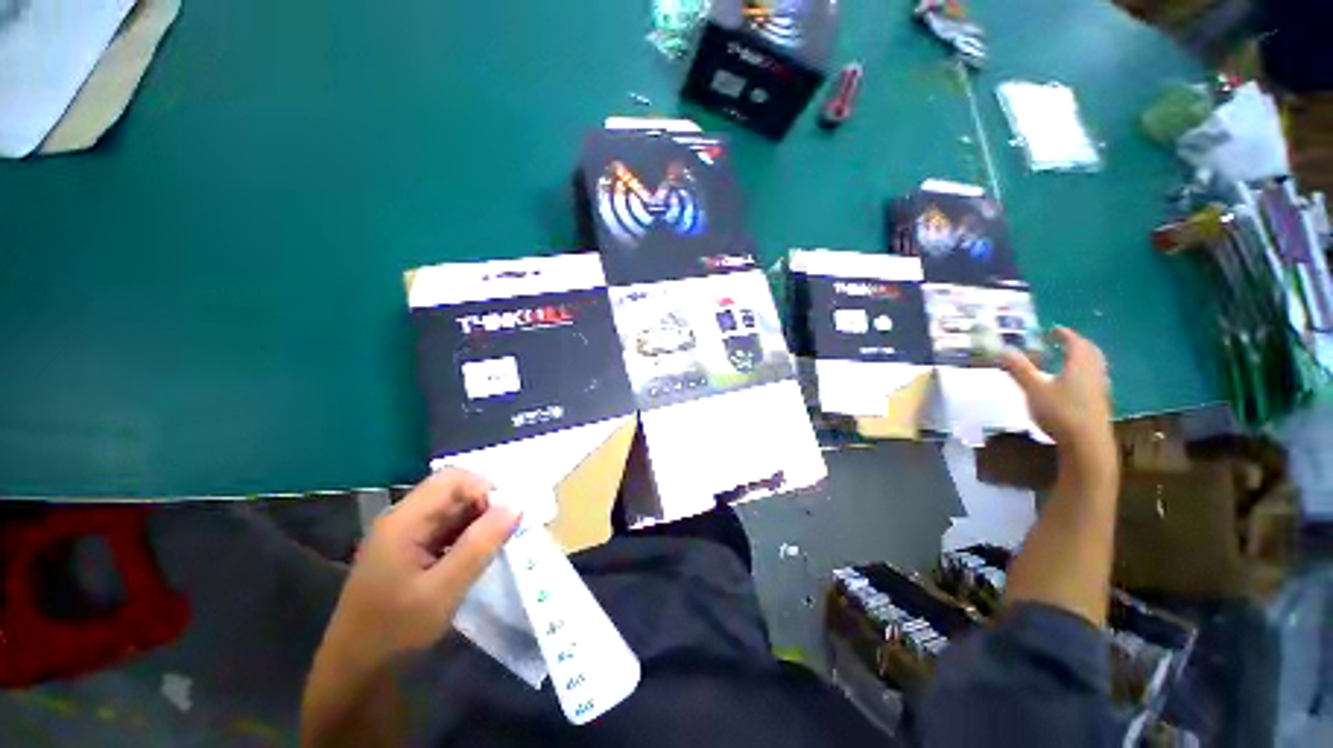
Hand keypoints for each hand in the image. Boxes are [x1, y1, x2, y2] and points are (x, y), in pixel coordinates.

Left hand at [320, 469, 519, 669]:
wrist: (355, 676)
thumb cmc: (395, 633)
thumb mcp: (443, 591)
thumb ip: (480, 544)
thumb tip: (517, 505)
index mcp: (404, 521)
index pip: (453, 479)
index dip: (484, 489)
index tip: (504, 518)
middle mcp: (404, 519)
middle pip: (454, 492)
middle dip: (485, 507)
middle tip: (503, 537)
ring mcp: (406, 536)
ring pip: (454, 511)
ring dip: (479, 523)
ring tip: (493, 550)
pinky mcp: (410, 552)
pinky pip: (447, 530)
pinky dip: (468, 537)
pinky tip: (475, 560)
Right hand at [999, 327, 1114, 457]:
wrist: (1087, 443)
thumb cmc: (1060, 412)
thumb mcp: (1034, 389)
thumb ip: (1019, 369)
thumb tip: (1003, 350)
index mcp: (1079, 365)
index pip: (1075, 343)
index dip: (1065, 334)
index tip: (1053, 329)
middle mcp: (1094, 373)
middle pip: (1091, 352)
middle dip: (1078, 344)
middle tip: (1064, 342)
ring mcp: (1100, 389)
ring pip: (1095, 366)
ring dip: (1084, 358)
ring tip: (1070, 360)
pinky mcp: (1100, 403)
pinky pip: (1095, 379)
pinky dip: (1086, 373)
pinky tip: (1076, 383)